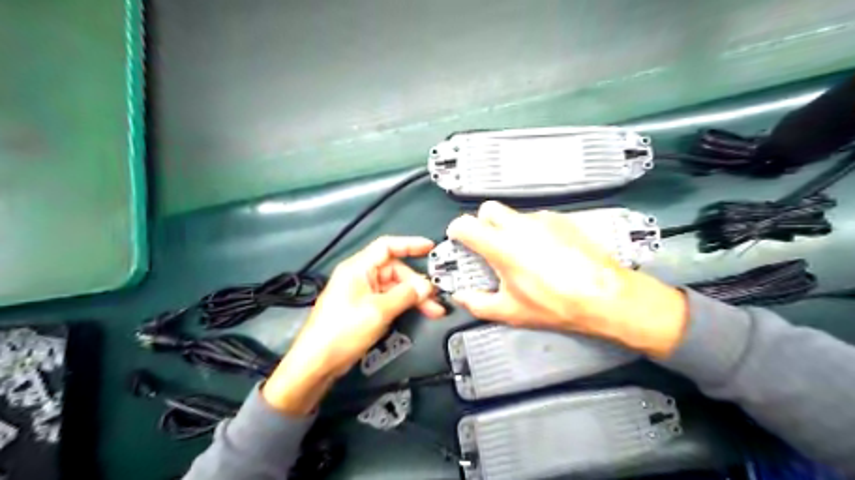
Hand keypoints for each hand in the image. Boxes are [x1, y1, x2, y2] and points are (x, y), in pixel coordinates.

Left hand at [263, 237, 440, 411]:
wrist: (317, 362)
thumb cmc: (342, 331)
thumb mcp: (378, 311)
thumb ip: (405, 296)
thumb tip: (426, 287)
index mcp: (358, 268)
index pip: (387, 247)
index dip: (410, 244)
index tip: (430, 247)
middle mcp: (360, 276)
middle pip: (395, 270)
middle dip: (416, 283)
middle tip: (433, 298)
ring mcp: (362, 293)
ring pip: (394, 287)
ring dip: (413, 296)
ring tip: (432, 309)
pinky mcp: (363, 308)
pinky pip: (388, 299)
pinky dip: (403, 305)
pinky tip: (417, 312)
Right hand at [448, 200, 685, 358]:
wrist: (605, 295)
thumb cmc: (555, 304)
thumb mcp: (510, 311)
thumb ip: (477, 304)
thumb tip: (460, 297)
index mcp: (501, 246)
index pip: (465, 224)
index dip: (457, 231)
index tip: (460, 241)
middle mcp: (519, 225)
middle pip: (489, 209)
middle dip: (483, 223)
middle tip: (490, 245)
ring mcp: (543, 219)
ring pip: (515, 214)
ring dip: (510, 228)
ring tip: (524, 254)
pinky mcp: (563, 220)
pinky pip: (538, 219)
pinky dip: (534, 231)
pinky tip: (548, 252)